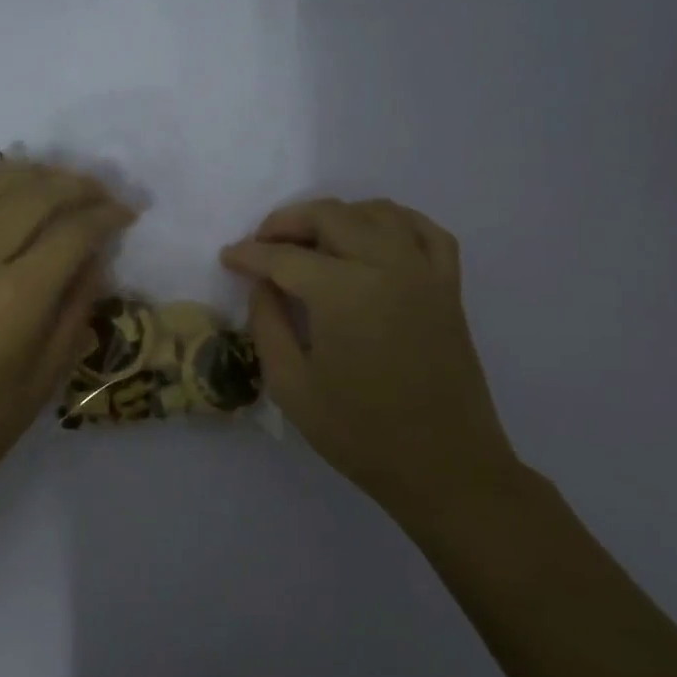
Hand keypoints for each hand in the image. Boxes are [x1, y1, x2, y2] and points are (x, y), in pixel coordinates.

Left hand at [0, 158, 135, 508]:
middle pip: (35, 194)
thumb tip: (97, 258)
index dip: (107, 215)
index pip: (72, 232)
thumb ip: (77, 309)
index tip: (128, 213)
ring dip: (36, 174)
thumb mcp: (48, 376)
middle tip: (104, 194)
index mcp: (16, 300)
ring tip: (64, 184)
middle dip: (78, 185)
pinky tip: (14, 188)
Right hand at [221, 198, 522, 518]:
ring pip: (377, 212)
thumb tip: (262, 284)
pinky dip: (394, 221)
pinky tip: (373, 236)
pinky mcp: (448, 286)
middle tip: (262, 244)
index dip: (249, 254)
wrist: (443, 464)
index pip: (284, 256)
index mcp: (342, 293)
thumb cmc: (359, 433)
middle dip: (287, 222)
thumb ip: (268, 324)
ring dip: (336, 216)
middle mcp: (386, 265)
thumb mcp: (291, 385)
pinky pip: (424, 230)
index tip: (227, 257)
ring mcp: (424, 272)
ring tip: (310, 240)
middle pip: (330, 216)